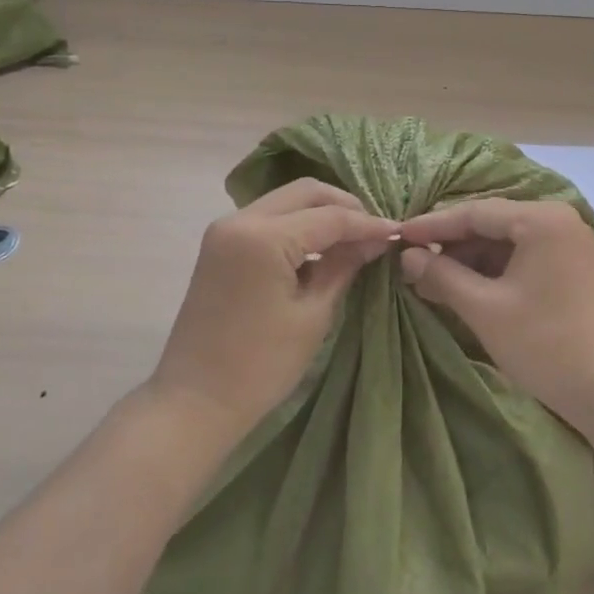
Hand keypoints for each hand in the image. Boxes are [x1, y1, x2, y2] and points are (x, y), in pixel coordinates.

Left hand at [148, 179, 396, 442]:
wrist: (195, 401)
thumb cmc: (261, 365)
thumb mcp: (313, 315)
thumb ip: (343, 267)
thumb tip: (375, 240)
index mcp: (264, 237)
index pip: (329, 217)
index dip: (367, 223)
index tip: (398, 234)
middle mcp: (240, 219)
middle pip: (305, 192)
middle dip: (344, 206)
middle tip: (373, 231)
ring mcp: (225, 230)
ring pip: (285, 200)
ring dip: (320, 213)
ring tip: (352, 239)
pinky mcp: (220, 245)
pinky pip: (268, 218)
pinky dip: (297, 225)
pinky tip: (320, 248)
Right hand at [396, 199, 593, 427]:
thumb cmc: (546, 343)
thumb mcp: (485, 309)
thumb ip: (442, 276)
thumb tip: (406, 257)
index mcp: (541, 219)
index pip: (475, 212)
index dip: (432, 225)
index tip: (397, 235)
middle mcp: (558, 221)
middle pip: (491, 224)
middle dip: (450, 245)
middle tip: (410, 261)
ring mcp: (568, 245)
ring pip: (506, 243)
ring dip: (469, 260)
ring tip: (430, 280)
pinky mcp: (571, 269)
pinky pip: (522, 258)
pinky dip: (492, 272)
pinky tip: (465, 289)